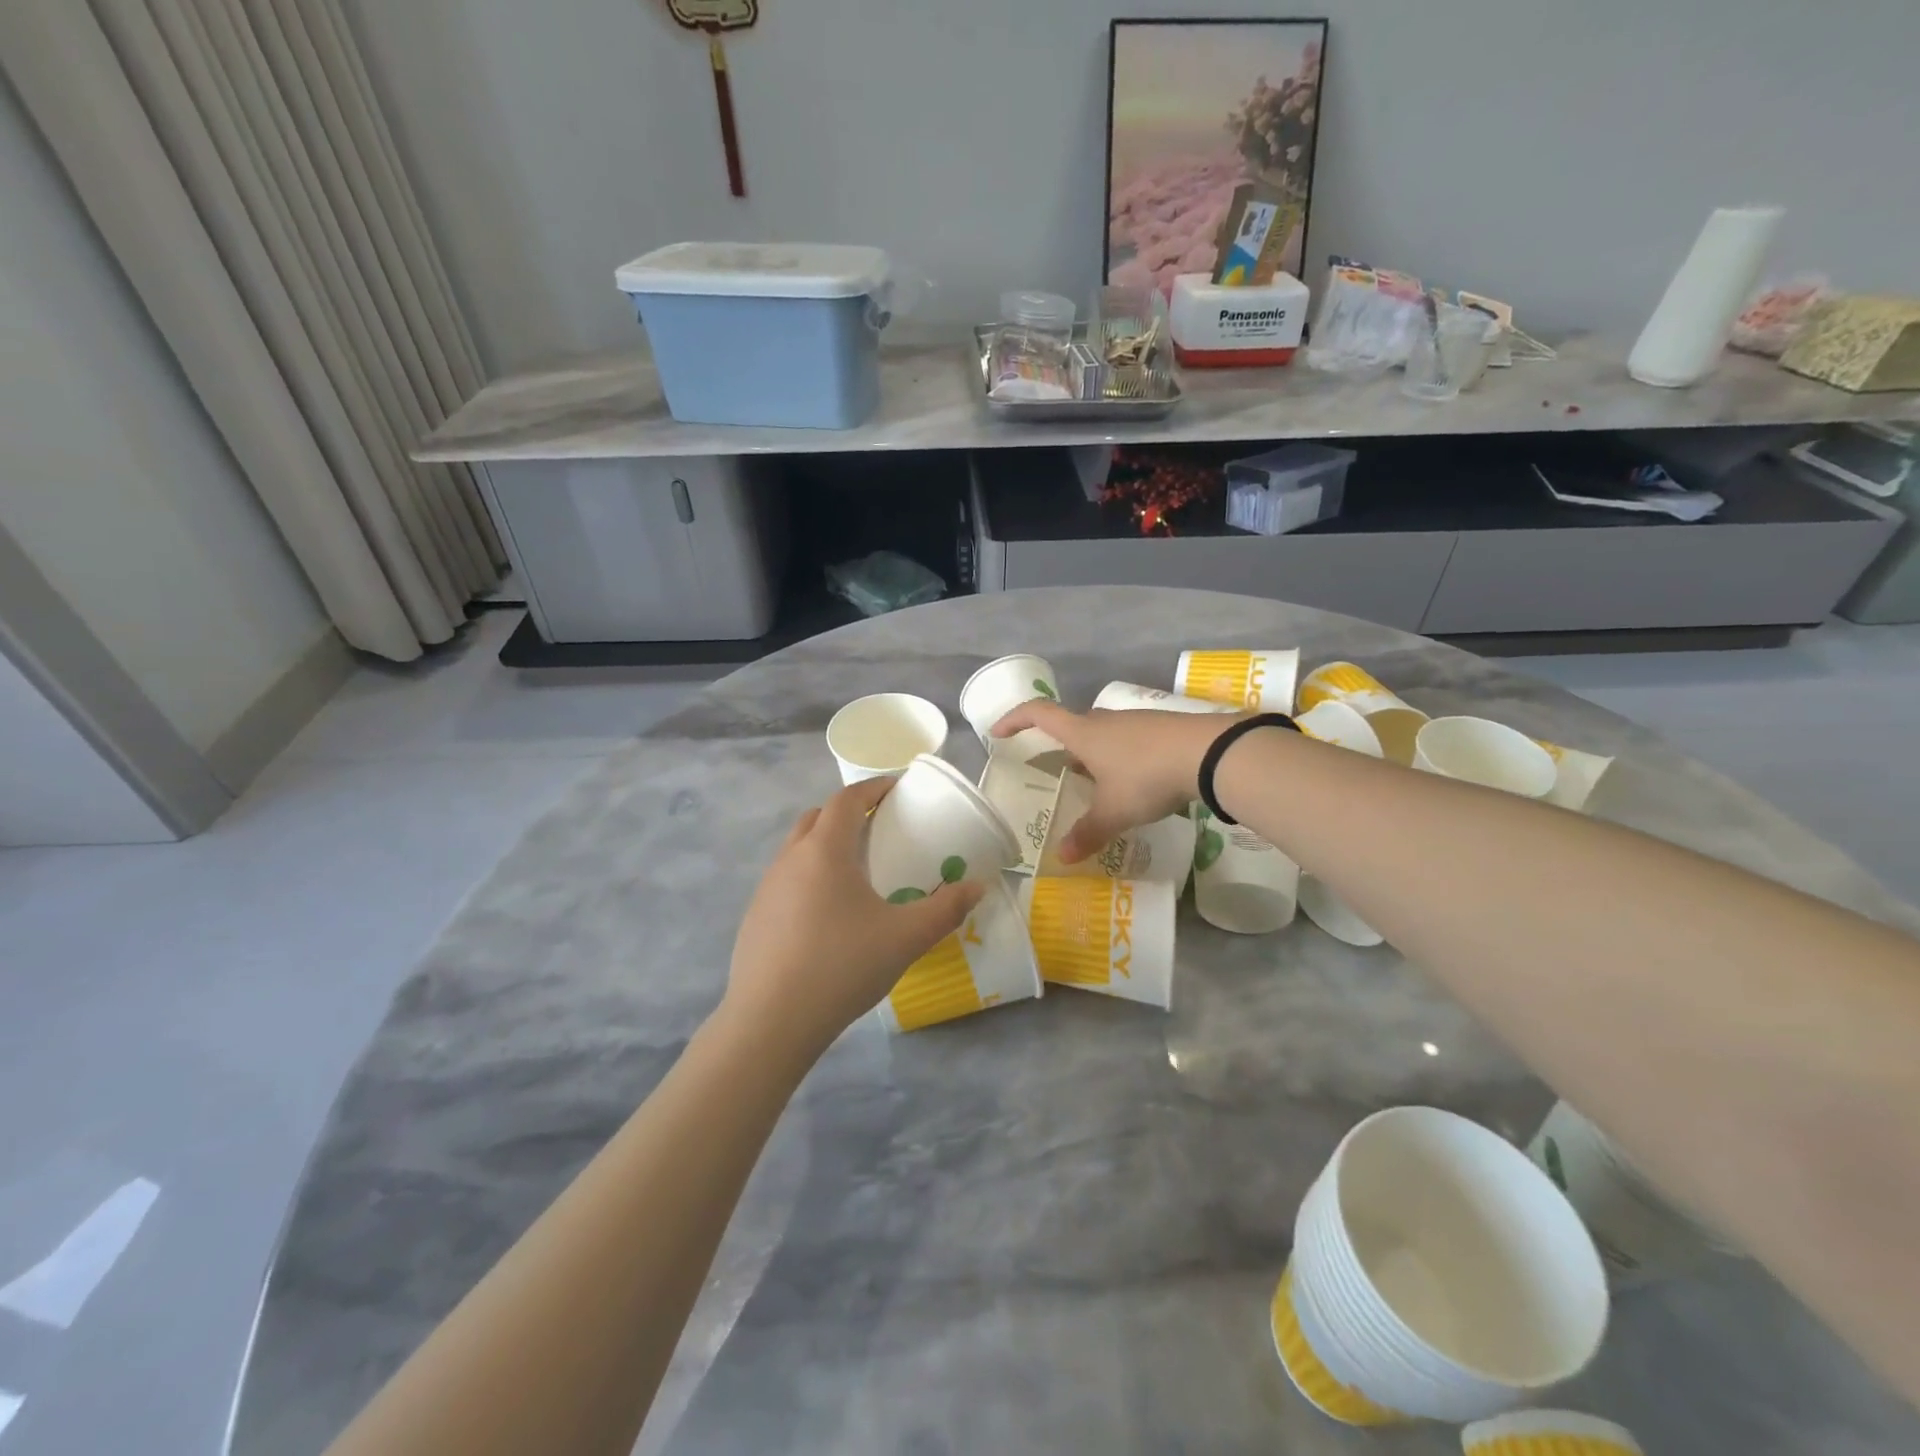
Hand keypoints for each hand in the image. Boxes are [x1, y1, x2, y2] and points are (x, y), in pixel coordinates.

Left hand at [723, 777, 983, 1060]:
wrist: (771, 1022)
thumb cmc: (842, 966)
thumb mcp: (905, 938)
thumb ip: (945, 909)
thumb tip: (977, 888)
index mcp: (824, 851)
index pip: (846, 800)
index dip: (873, 788)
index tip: (897, 789)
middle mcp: (790, 859)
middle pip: (818, 818)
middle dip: (848, 814)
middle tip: (879, 829)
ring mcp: (766, 889)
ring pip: (798, 849)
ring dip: (826, 846)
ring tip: (856, 873)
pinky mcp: (755, 918)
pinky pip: (786, 881)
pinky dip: (809, 878)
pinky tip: (828, 916)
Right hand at [992, 701, 1240, 863]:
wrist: (1209, 753)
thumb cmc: (1147, 777)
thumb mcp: (1114, 811)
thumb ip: (1087, 833)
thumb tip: (1062, 858)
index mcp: (1083, 733)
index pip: (1038, 714)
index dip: (1015, 719)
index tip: (998, 732)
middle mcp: (1105, 721)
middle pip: (1072, 725)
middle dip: (1059, 746)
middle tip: (1055, 770)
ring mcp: (1135, 722)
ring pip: (1103, 734)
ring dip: (1092, 754)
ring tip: (1094, 784)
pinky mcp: (1161, 729)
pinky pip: (1128, 741)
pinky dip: (1120, 758)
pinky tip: (1133, 783)